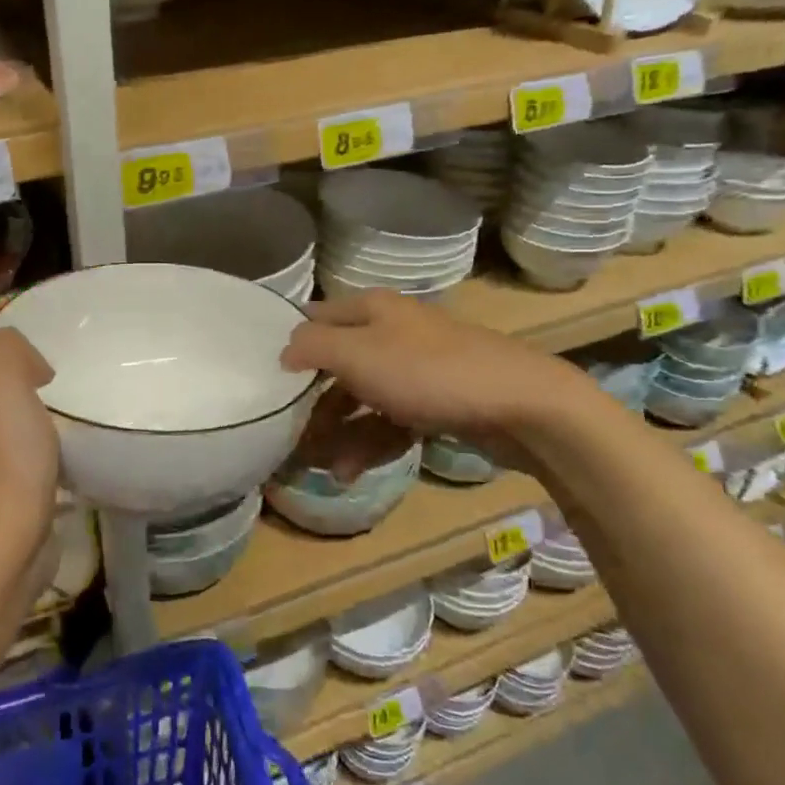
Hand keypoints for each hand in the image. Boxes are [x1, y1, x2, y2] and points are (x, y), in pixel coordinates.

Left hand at [0, 302, 60, 579]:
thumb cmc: (1, 452)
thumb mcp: (1, 376)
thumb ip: (10, 346)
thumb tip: (32, 364)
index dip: (2, 309)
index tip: (42, 301)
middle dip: (17, 346)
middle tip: (64, 337)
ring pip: (5, 402)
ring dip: (31, 387)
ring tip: (72, 377)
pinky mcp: (3, 480)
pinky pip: (23, 437)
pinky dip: (43, 423)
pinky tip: (70, 427)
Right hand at [279, 291, 598, 449]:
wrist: (521, 405)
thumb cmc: (428, 372)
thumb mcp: (358, 354)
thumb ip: (311, 346)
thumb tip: (284, 351)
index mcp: (370, 310)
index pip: (314, 318)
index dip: (288, 345)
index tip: (263, 379)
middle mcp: (390, 332)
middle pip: (335, 364)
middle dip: (311, 402)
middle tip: (288, 437)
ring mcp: (415, 368)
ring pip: (361, 398)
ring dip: (337, 432)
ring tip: (321, 469)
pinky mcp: (435, 402)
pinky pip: (389, 421)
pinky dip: (369, 444)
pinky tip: (352, 473)